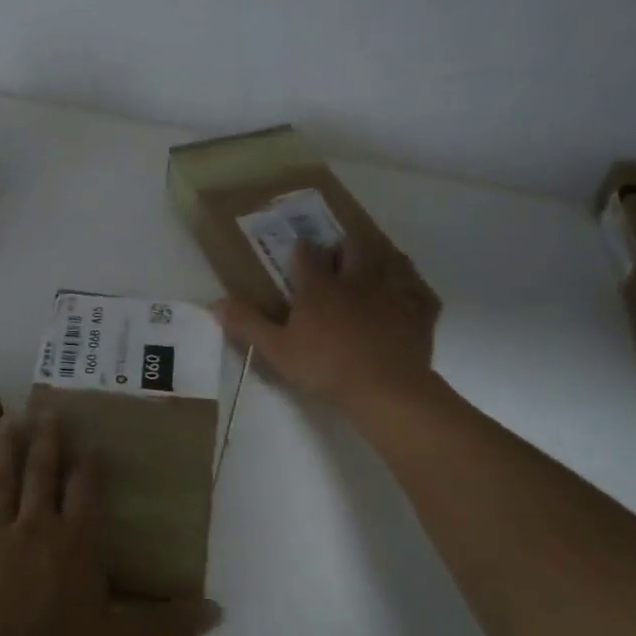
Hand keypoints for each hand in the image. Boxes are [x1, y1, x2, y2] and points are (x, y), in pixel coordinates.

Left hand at [0, 414, 219, 635]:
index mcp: (76, 543)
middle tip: (47, 408)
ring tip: (12, 416)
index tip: (91, 440)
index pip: (86, 490)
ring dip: (9, 444)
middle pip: (43, 471)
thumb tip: (217, 610)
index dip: (90, 464)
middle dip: (48, 439)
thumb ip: (167, 625)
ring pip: (4, 476)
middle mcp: (37, 525)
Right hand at [211, 238, 442, 409]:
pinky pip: (421, 291)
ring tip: (375, 265)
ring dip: (381, 258)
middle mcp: (356, 279)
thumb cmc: (325, 366)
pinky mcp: (419, 312)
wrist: (385, 389)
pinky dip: (415, 288)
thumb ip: (247, 323)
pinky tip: (410, 294)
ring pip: (390, 260)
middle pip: (353, 247)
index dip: (301, 251)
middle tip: (339, 256)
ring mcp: (392, 292)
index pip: (307, 254)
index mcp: (319, 286)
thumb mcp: (276, 349)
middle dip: (345, 246)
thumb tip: (215, 302)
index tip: (299, 254)